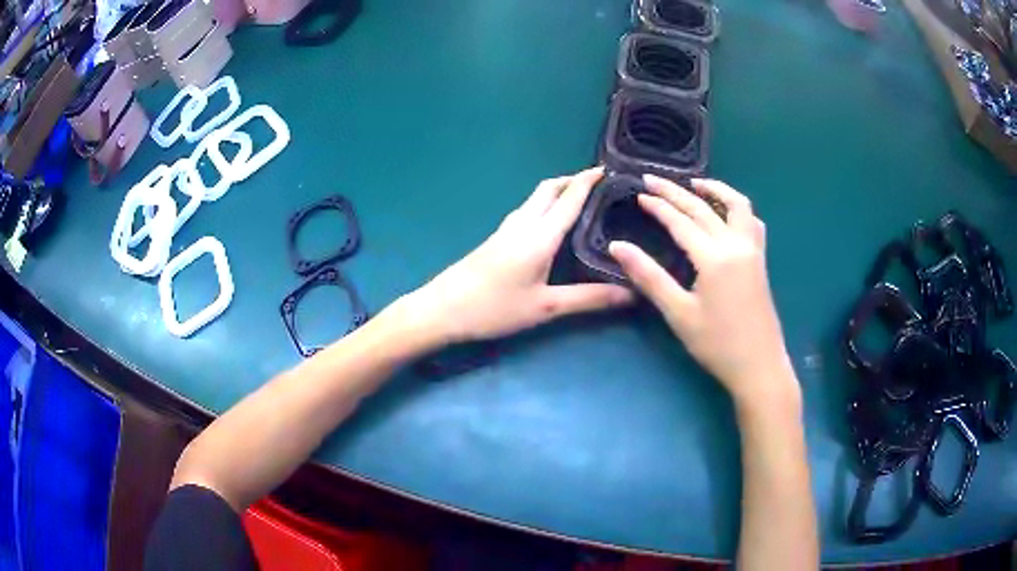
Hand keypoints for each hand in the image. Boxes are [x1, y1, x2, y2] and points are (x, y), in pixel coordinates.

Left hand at [407, 167, 633, 343]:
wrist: (443, 309)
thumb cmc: (495, 307)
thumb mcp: (546, 307)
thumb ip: (589, 299)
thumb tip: (631, 294)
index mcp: (539, 235)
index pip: (570, 198)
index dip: (590, 181)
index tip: (609, 169)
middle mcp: (523, 223)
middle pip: (549, 188)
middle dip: (574, 179)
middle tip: (599, 183)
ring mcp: (506, 229)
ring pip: (536, 198)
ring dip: (558, 190)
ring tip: (580, 198)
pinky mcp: (496, 238)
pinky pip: (527, 210)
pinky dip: (545, 204)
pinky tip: (550, 222)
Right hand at [609, 176, 796, 408]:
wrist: (759, 365)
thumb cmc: (717, 344)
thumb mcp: (679, 313)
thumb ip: (649, 277)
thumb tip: (618, 247)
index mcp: (714, 257)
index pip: (681, 222)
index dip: (658, 206)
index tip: (639, 193)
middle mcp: (736, 244)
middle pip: (704, 207)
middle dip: (676, 191)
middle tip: (653, 179)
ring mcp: (753, 250)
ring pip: (737, 205)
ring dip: (715, 189)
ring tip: (695, 184)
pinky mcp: (760, 260)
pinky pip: (751, 221)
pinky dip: (736, 207)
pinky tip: (726, 213)